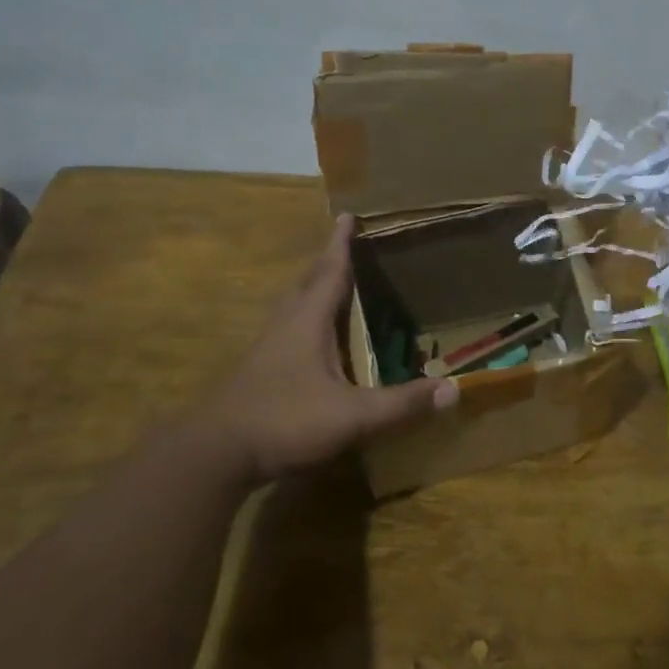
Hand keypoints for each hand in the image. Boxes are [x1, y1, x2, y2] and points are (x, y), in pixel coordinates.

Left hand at [167, 215, 457, 484]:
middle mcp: (285, 326)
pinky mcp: (257, 371)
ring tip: (332, 284)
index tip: (348, 214)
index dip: (341, 244)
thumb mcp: (353, 415)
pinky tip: (313, 339)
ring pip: (292, 306)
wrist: (214, 453)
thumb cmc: (285, 420)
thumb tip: (453, 389)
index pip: (329, 272)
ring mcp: (267, 348)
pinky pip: (287, 329)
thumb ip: (401, 404)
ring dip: (312, 288)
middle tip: (346, 246)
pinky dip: (304, 319)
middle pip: (307, 282)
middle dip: (327, 261)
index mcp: (307, 322)